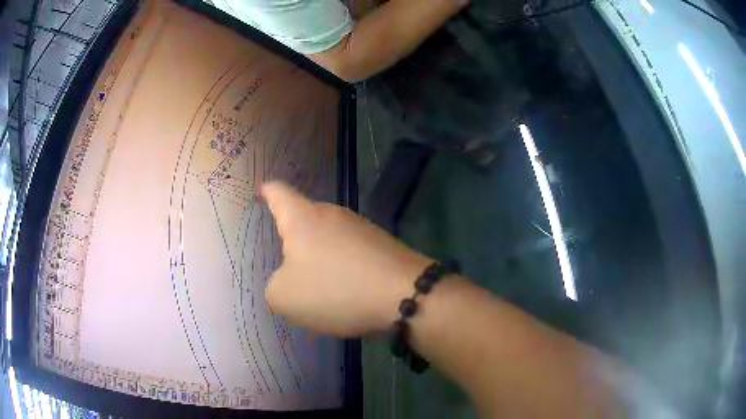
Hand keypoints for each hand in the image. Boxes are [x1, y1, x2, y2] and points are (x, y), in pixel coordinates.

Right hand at [262, 181, 432, 336]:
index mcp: (303, 218)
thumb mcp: (285, 297)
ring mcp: (361, 226)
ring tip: (319, 288)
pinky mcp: (382, 243)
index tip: (261, 190)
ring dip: (321, 258)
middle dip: (294, 239)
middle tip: (287, 266)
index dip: (267, 190)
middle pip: (305, 219)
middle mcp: (333, 214)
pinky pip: (351, 252)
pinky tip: (347, 291)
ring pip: (330, 238)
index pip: (279, 193)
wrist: (404, 295)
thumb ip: (274, 287)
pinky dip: (343, 268)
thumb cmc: (335, 290)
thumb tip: (286, 280)